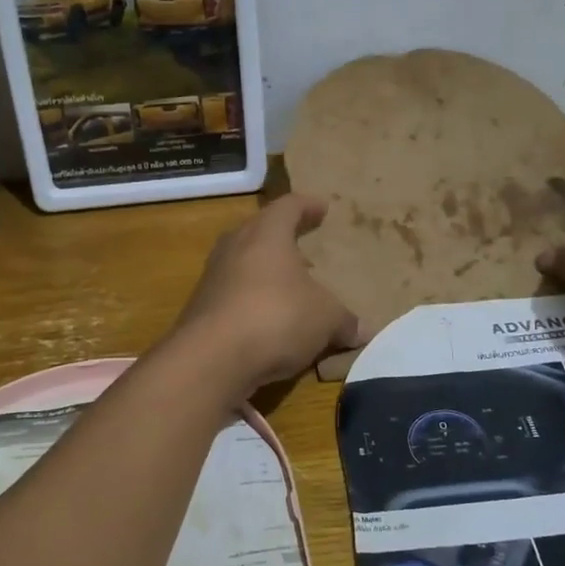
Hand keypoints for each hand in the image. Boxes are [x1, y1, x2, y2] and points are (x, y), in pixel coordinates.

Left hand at [169, 194, 363, 394]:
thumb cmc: (276, 317)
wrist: (211, 359)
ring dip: (262, 271)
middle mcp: (234, 247)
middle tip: (301, 246)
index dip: (307, 206)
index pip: (288, 207)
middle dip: (280, 237)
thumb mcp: (325, 319)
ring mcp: (212, 278)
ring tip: (286, 285)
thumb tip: (364, 329)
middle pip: (258, 231)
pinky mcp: (200, 309)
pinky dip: (250, 301)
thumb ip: (345, 321)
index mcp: (266, 234)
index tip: (322, 207)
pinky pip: (232, 295)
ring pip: (241, 263)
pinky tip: (266, 320)